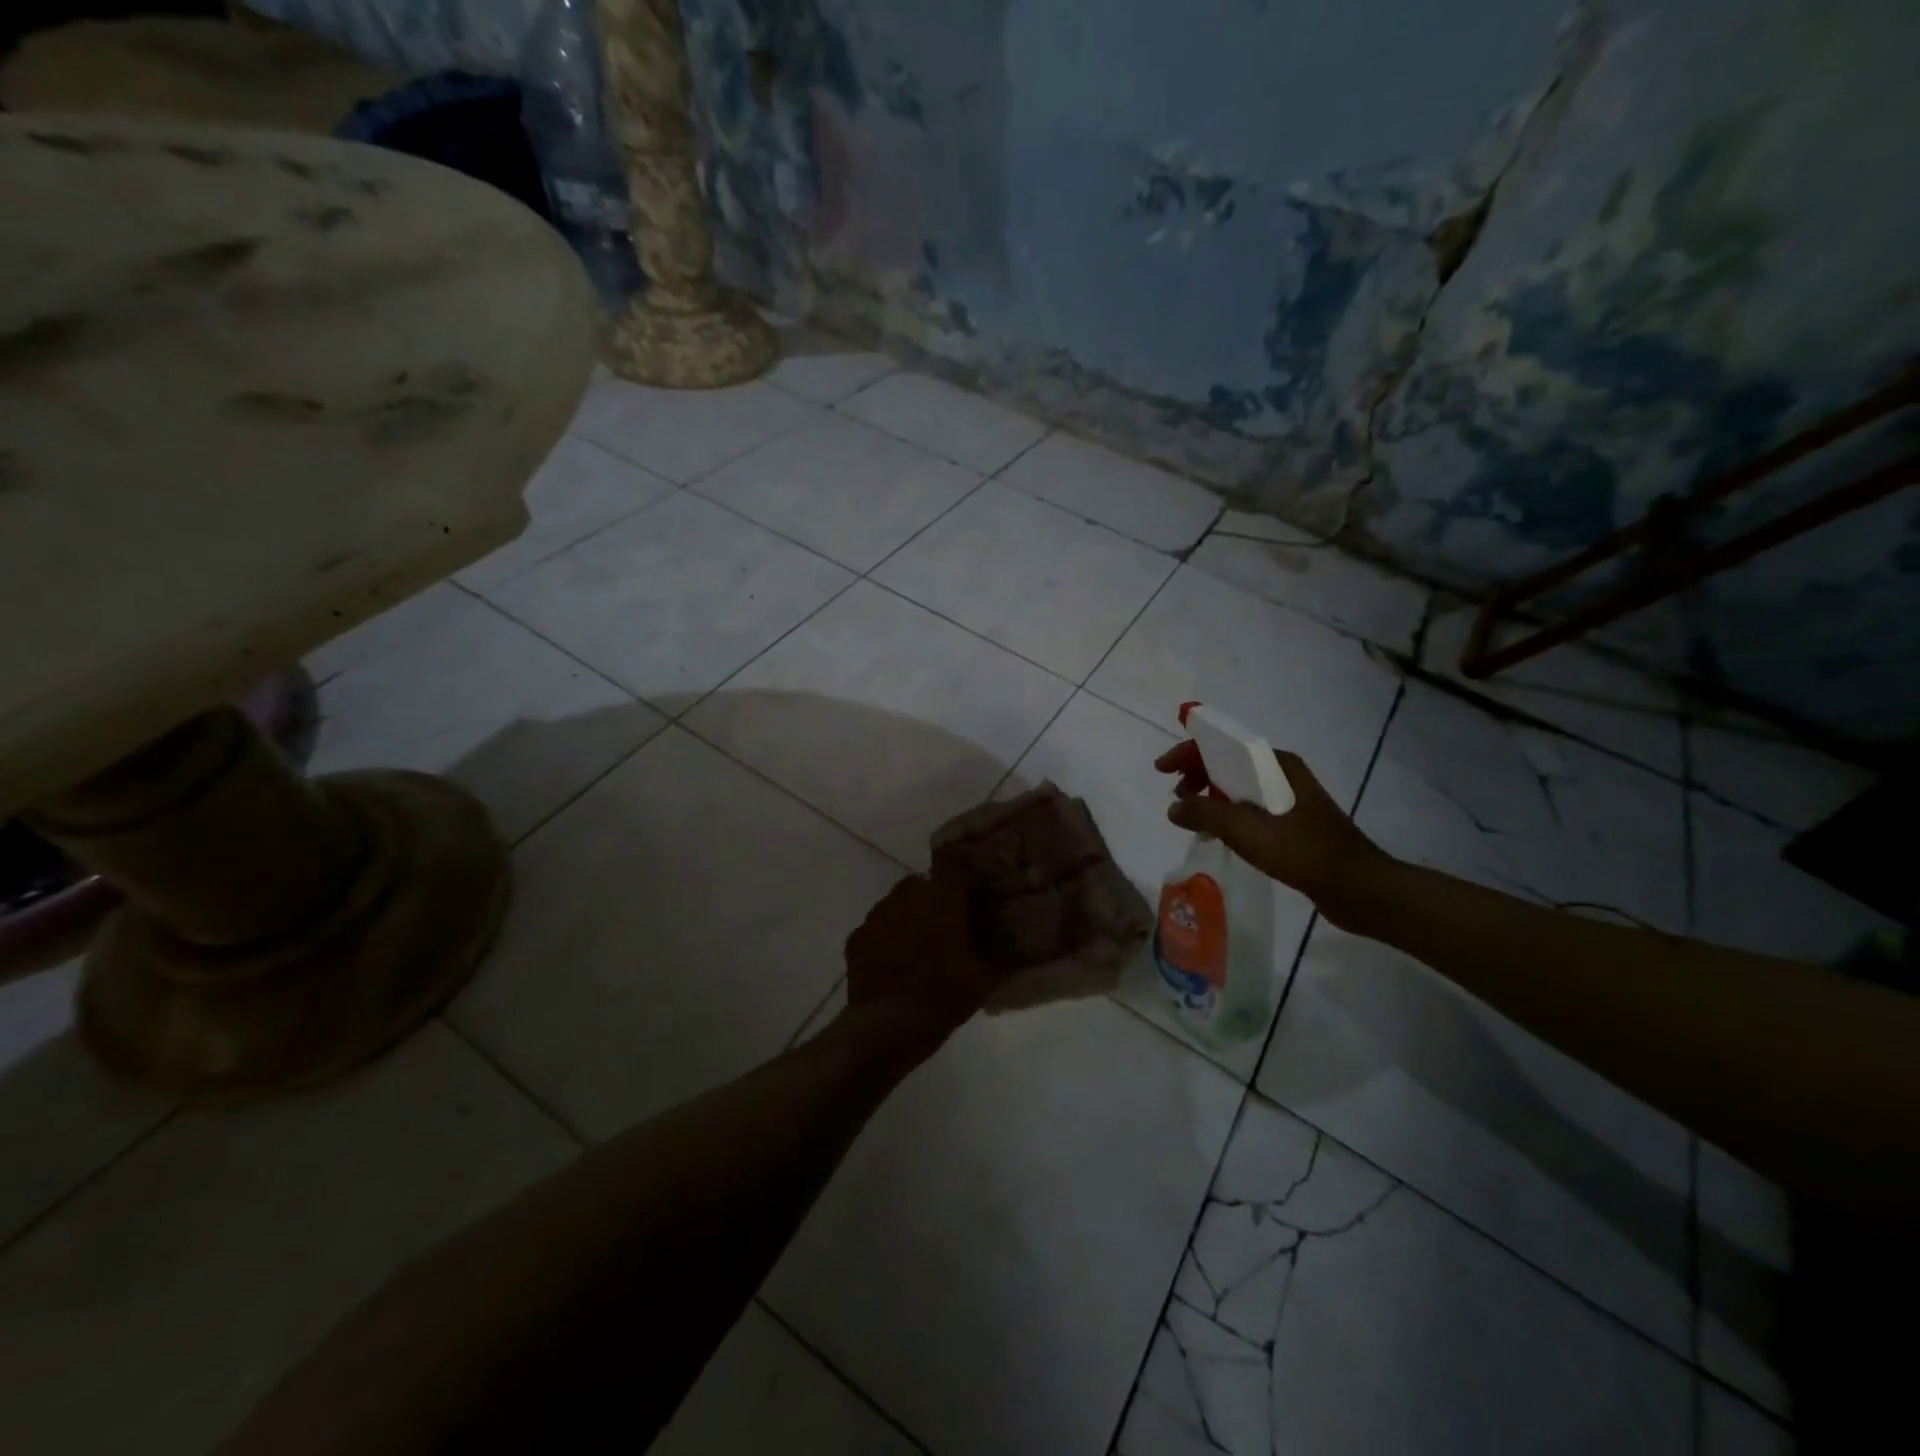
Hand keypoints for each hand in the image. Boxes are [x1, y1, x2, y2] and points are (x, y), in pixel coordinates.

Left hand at [844, 873, 1005, 1033]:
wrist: (888, 1027)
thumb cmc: (943, 996)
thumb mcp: (985, 977)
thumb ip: (1004, 952)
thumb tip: (1022, 940)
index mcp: (940, 897)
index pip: (951, 861)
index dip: (960, 869)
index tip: (969, 885)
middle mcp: (905, 896)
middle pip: (921, 883)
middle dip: (932, 898)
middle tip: (946, 925)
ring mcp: (876, 916)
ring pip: (896, 904)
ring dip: (907, 917)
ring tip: (919, 947)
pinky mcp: (856, 939)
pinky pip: (876, 928)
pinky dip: (885, 938)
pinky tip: (894, 963)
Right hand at [1154, 742, 1392, 930]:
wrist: (1358, 887)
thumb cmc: (1303, 851)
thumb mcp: (1247, 831)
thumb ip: (1205, 815)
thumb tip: (1174, 809)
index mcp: (1275, 764)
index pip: (1222, 746)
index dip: (1187, 753)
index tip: (1162, 769)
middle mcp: (1283, 775)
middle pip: (1229, 765)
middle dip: (1197, 775)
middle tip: (1177, 797)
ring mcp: (1290, 800)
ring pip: (1239, 789)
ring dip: (1211, 798)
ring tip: (1192, 819)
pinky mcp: (1293, 824)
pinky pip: (1250, 811)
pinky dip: (1228, 816)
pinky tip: (1218, 837)